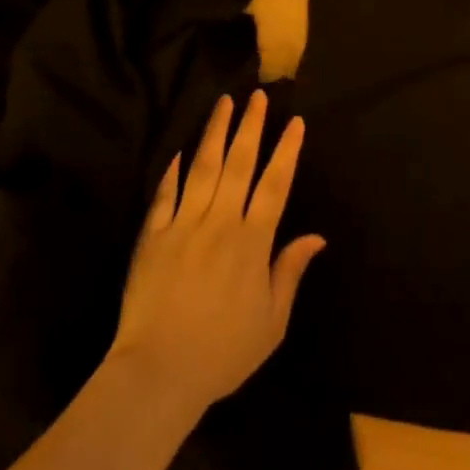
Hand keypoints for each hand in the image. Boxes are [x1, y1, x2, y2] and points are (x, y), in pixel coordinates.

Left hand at [110, 91, 325, 413]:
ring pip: (202, 168)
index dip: (287, 151)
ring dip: (215, 133)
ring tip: (224, 104)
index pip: (275, 184)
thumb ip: (290, 272)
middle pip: (239, 163)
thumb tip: (317, 237)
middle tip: (259, 96)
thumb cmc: (222, 353)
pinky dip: (173, 171)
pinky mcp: (153, 237)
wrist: (157, 373)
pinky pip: (165, 194)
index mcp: (252, 242)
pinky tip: (180, 152)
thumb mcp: (271, 322)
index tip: (296, 123)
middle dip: (251, 126)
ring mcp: (183, 225)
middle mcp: (220, 222)